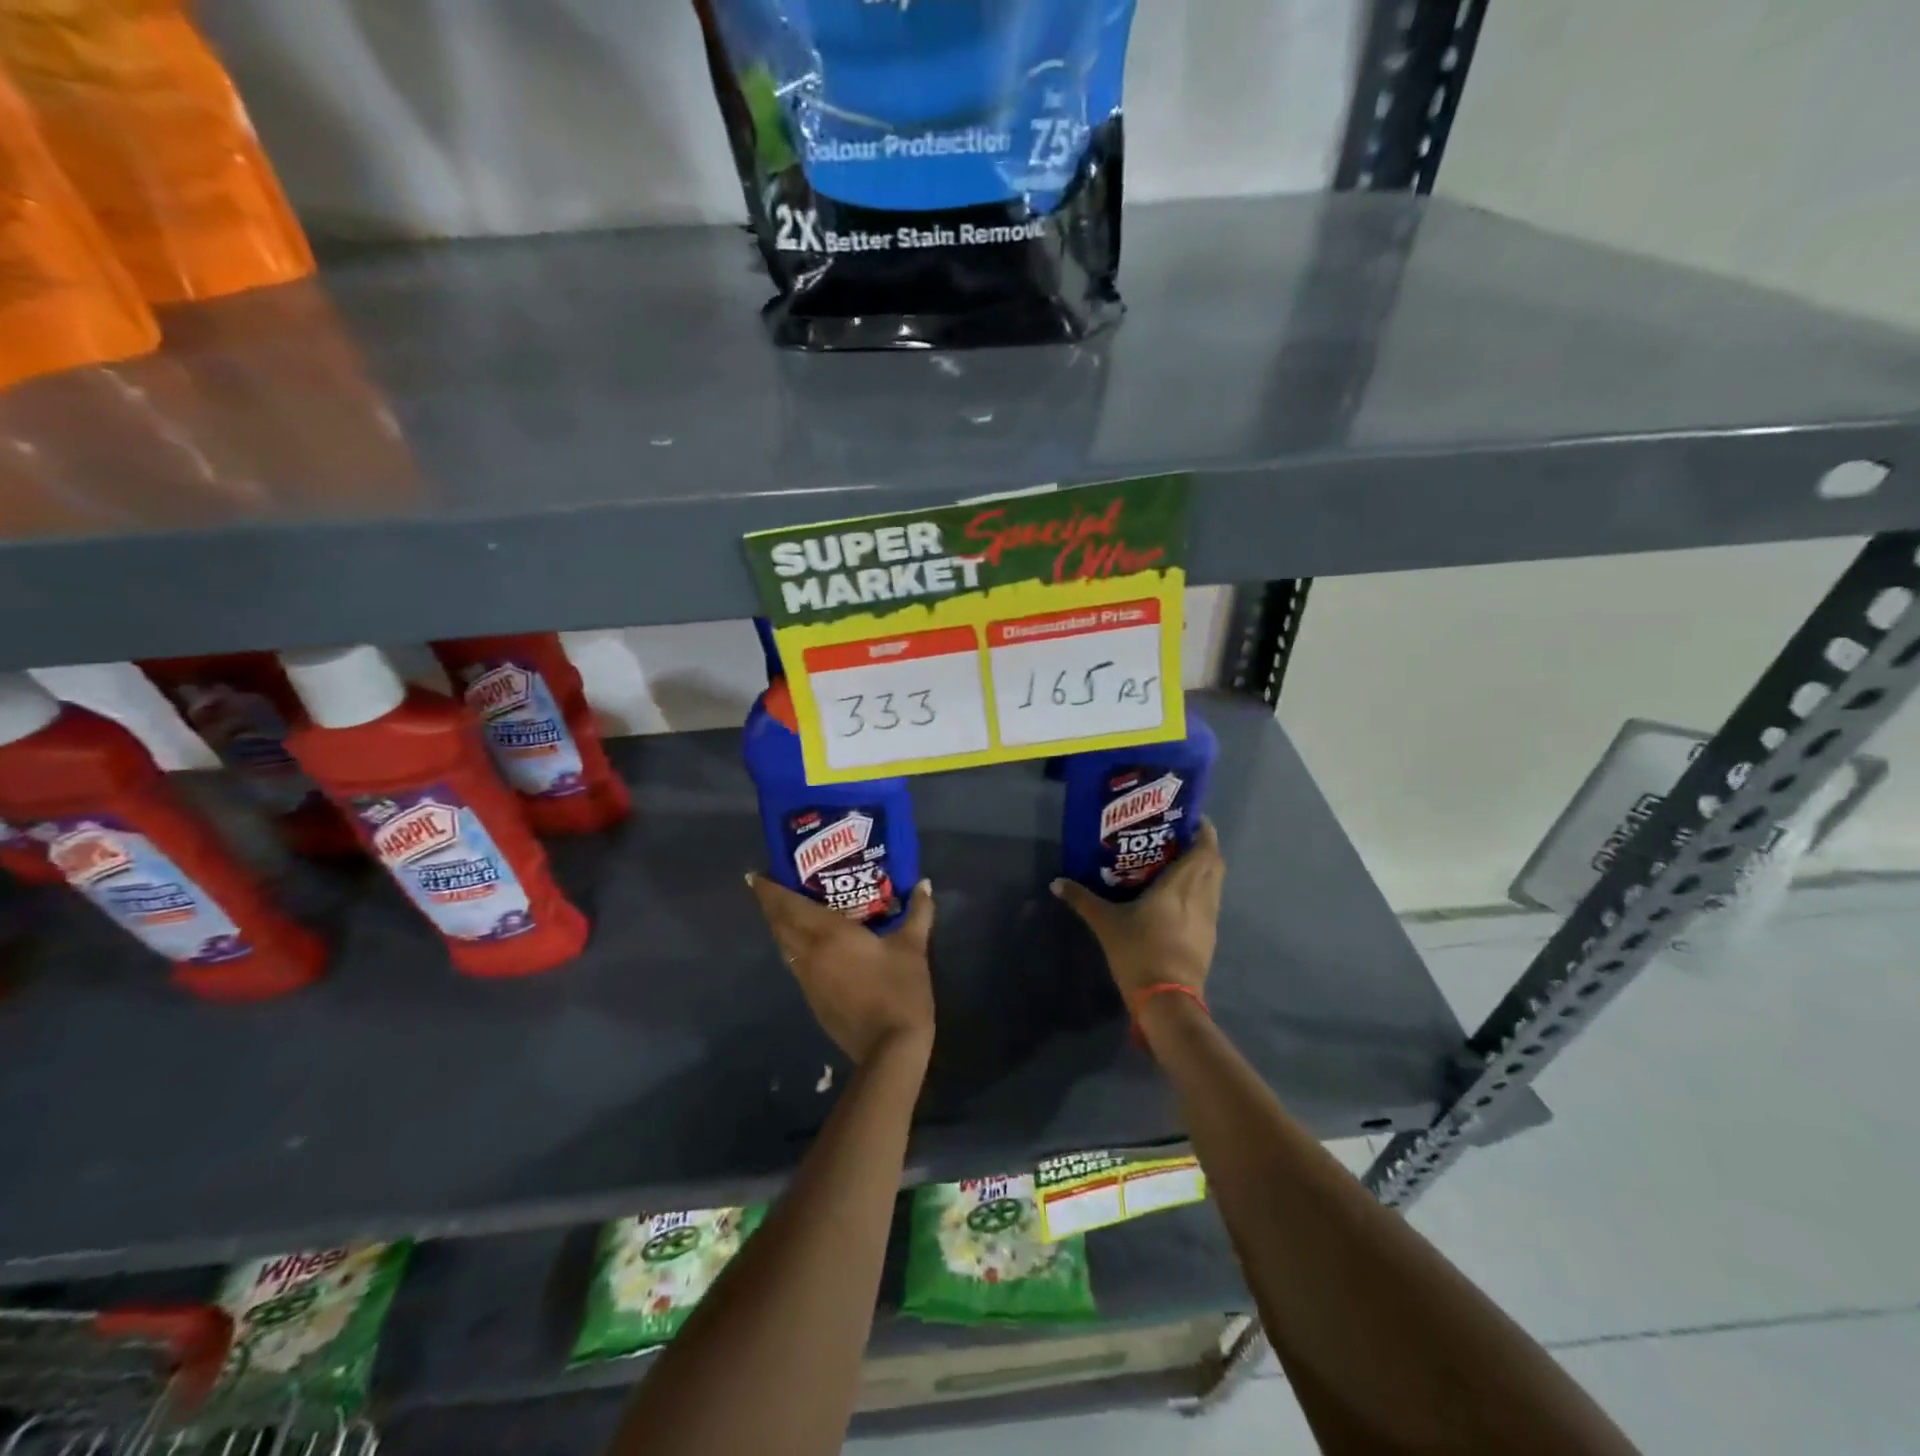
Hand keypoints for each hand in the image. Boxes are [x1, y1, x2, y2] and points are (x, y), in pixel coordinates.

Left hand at [746, 874, 935, 1065]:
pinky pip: (796, 963)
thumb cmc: (899, 990)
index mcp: (828, 934)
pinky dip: (794, 946)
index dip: (769, 890)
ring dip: (781, 926)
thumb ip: (918, 913)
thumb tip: (924, 884)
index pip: (788, 906)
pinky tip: (811, 943)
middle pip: (779, 925)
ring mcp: (808, 980)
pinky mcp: (813, 1000)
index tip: (756, 874)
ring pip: (785, 946)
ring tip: (790, 908)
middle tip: (774, 884)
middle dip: (771, 905)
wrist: (889, 1049)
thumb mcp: (913, 947)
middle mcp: (809, 954)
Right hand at [1051, 820, 1223, 1004]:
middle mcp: (1201, 896)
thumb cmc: (1139, 952)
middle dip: (1203, 846)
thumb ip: (1082, 900)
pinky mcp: (1209, 937)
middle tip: (1180, 838)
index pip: (1204, 848)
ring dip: (1204, 869)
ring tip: (1179, 863)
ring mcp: (1209, 918)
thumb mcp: (1106, 924)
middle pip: (1214, 862)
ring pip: (1215, 883)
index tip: (1189, 819)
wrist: (1167, 1000)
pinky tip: (1181, 897)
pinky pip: (1210, 902)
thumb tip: (1056, 882)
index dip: (1203, 830)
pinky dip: (1202, 891)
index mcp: (1180, 885)